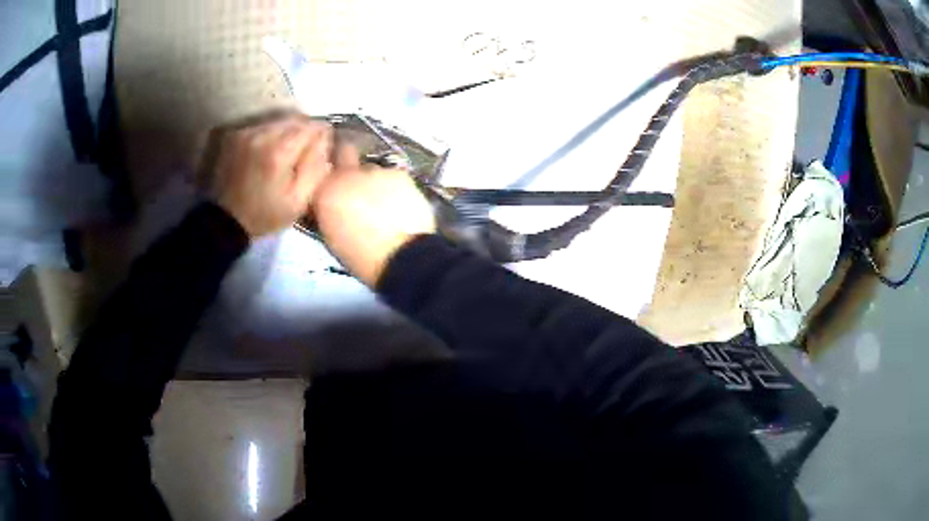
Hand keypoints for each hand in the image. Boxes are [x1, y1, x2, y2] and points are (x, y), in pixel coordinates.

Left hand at [207, 113, 332, 236]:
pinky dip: (271, 134)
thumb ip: (316, 168)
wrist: (226, 221)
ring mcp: (247, 133)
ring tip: (287, 150)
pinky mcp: (236, 134)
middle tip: (307, 149)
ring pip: (278, 121)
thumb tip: (326, 139)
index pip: (311, 127)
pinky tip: (269, 150)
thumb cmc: (265, 215)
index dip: (322, 134)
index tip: (324, 145)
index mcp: (279, 152)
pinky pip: (262, 126)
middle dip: (305, 131)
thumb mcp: (298, 202)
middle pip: (294, 120)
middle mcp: (262, 135)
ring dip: (287, 131)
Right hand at [313, 144, 436, 285]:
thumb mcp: (331, 235)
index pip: (319, 168)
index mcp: (324, 192)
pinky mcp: (399, 174)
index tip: (332, 179)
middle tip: (355, 179)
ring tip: (383, 201)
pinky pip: (393, 176)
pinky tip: (400, 203)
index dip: (327, 172)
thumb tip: (330, 201)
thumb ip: (327, 209)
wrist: (401, 257)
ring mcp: (375, 171)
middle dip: (347, 160)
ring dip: (373, 180)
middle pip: (344, 151)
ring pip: (371, 168)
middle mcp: (346, 174)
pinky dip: (395, 187)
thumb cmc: (361, 256)